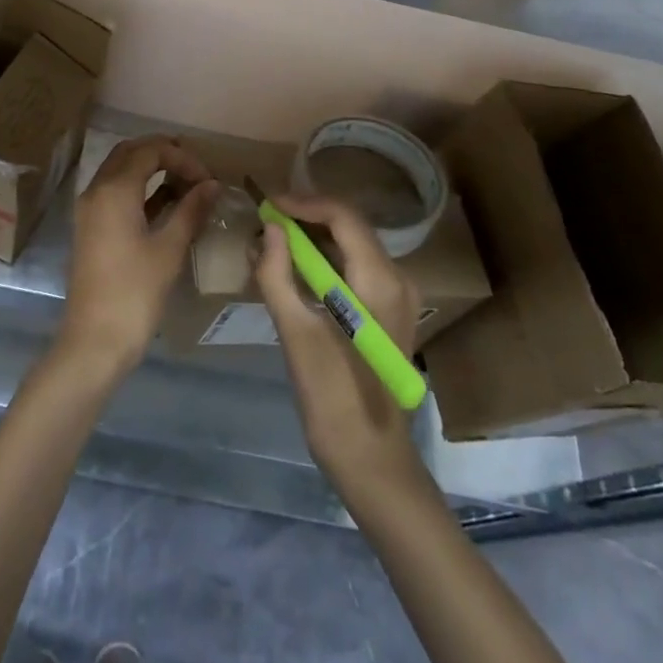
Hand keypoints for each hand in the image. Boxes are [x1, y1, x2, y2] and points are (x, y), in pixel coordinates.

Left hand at [61, 136, 219, 376]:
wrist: (94, 341)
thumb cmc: (134, 293)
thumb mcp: (169, 249)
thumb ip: (190, 210)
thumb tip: (212, 184)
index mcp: (113, 190)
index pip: (149, 150)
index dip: (182, 157)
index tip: (208, 180)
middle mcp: (96, 190)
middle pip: (130, 153)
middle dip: (164, 155)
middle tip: (196, 172)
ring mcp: (90, 209)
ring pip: (120, 171)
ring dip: (151, 170)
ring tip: (187, 186)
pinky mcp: (91, 228)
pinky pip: (115, 193)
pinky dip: (140, 190)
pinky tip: (168, 204)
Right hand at [256, 194, 426, 507]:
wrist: (372, 458)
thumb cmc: (332, 398)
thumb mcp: (295, 334)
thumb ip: (278, 275)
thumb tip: (268, 229)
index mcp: (379, 281)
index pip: (343, 216)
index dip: (303, 203)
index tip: (267, 205)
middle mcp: (398, 279)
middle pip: (350, 227)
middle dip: (305, 219)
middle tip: (264, 222)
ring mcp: (398, 296)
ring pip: (353, 247)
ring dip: (313, 240)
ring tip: (271, 244)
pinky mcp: (391, 312)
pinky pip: (357, 269)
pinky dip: (326, 262)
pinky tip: (293, 271)